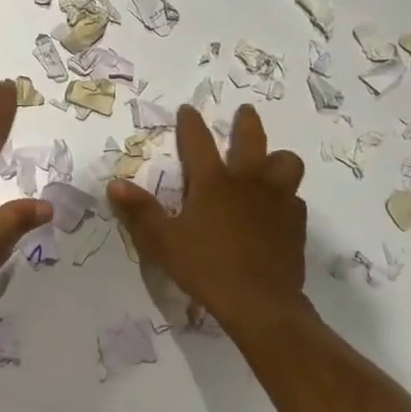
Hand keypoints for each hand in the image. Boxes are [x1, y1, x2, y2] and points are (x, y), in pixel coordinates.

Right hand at [107, 103, 307, 334]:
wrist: (260, 302)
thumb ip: (140, 211)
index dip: (191, 123)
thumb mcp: (163, 242)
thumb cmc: (206, 267)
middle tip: (244, 111)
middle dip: (246, 122)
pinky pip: (295, 198)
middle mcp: (248, 181)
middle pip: (251, 138)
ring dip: (277, 158)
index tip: (188, 108)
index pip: (198, 141)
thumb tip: (114, 184)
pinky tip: (278, 209)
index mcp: (213, 182)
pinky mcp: (296, 222)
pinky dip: (286, 197)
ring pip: (286, 162)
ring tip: (270, 163)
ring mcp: (277, 199)